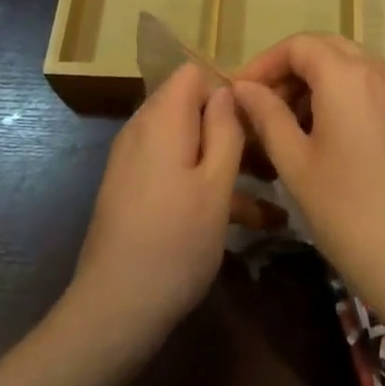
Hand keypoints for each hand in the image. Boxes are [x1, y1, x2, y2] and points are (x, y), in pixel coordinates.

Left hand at [68, 62, 244, 354]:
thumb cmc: (176, 243)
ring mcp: (133, 162)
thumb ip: (226, 129)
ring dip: (225, 159)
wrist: (114, 312)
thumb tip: (229, 90)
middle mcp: (142, 131)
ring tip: (270, 191)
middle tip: (269, 154)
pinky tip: (248, 220)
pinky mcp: (132, 191)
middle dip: (231, 124)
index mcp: (162, 120)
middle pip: (191, 106)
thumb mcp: (216, 185)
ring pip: (187, 142)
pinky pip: (174, 169)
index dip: (227, 88)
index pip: (194, 73)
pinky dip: (205, 182)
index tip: (257, 118)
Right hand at [231, 34, 384, 327]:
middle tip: (260, 106)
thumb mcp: (294, 161)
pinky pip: (369, 83)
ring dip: (315, 82)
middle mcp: (379, 68)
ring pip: (348, 64)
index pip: (299, 45)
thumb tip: (243, 88)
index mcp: (348, 75)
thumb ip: (266, 115)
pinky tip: (321, 132)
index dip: (265, 63)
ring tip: (285, 124)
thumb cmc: (345, 209)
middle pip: (325, 49)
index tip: (240, 92)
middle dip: (290, 71)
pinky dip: (341, 93)